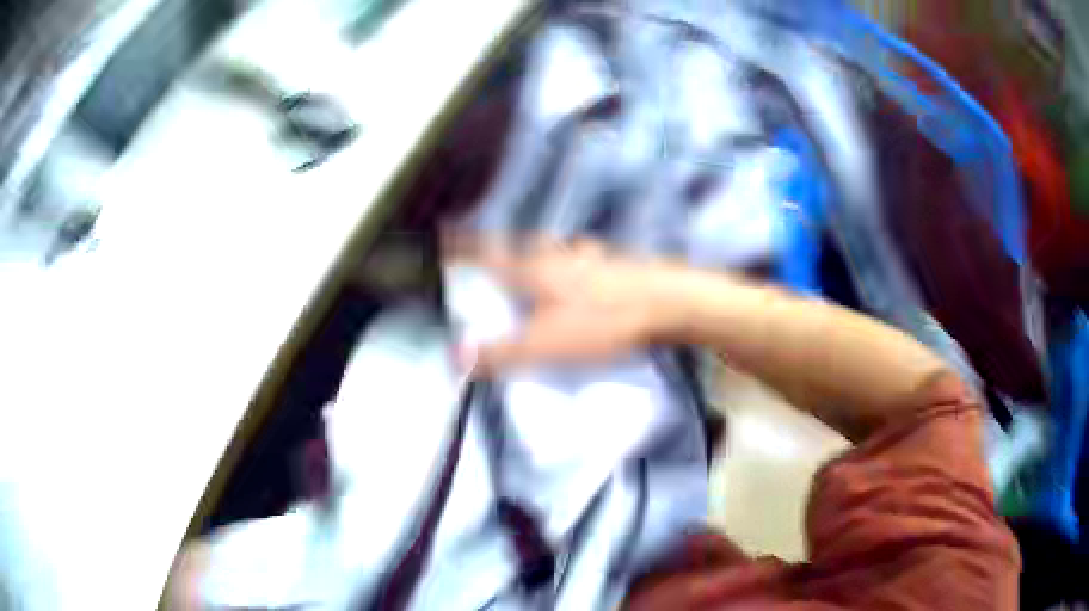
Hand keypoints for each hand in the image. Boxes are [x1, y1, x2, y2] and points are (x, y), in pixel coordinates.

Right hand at [451, 237, 677, 372]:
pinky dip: (577, 264)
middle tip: (495, 259)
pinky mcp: (618, 266)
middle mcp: (560, 257)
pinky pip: (586, 261)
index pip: (489, 255)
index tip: (445, 237)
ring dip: (542, 256)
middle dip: (504, 252)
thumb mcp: (546, 345)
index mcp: (536, 271)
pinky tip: (587, 275)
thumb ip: (500, 353)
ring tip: (537, 266)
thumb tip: (456, 357)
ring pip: (557, 252)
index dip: (464, 248)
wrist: (669, 304)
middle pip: (523, 248)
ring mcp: (591, 258)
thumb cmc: (604, 322)